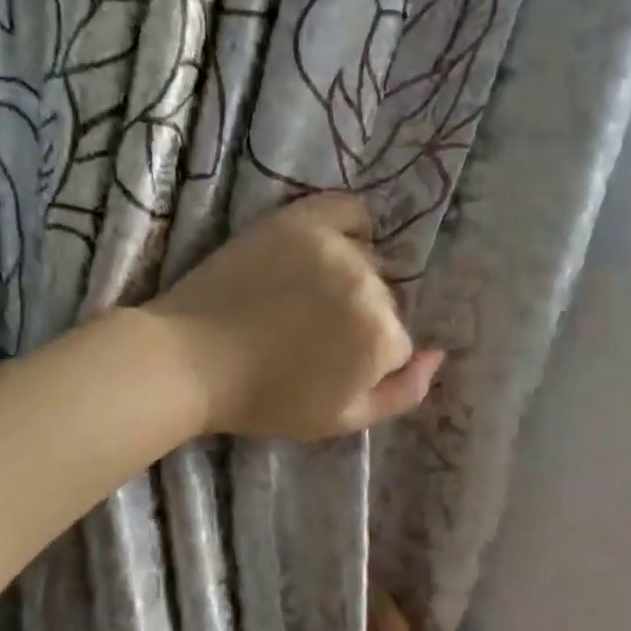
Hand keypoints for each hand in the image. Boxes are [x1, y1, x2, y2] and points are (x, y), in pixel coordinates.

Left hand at [140, 194, 443, 440]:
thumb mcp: (343, 420)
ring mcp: (333, 247)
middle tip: (313, 334)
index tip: (331, 367)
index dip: (368, 360)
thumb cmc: (267, 399)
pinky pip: (349, 209)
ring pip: (369, 260)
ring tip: (308, 298)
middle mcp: (367, 284)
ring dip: (352, 279)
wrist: (190, 360)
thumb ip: (404, 394)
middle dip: (361, 320)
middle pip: (386, 300)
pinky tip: (333, 246)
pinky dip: (351, 226)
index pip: (399, 342)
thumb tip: (439, 355)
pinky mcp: (299, 220)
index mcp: (380, 336)